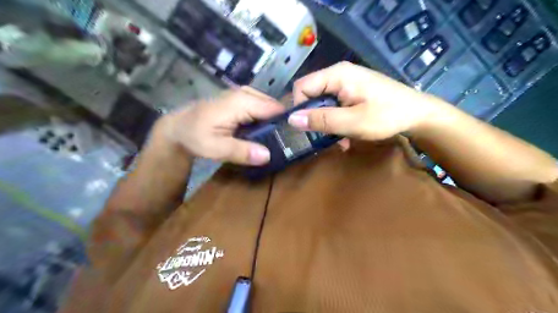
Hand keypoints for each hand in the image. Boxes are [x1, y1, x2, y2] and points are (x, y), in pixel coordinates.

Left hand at [159, 87, 284, 165]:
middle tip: (288, 142)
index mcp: (241, 102)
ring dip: (274, 121)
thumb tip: (268, 156)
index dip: (286, 122)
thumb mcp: (216, 148)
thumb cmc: (195, 136)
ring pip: (269, 106)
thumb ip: (241, 151)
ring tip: (279, 138)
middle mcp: (245, 94)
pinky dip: (266, 118)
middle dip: (282, 122)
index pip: (274, 109)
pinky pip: (261, 107)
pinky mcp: (241, 99)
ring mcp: (243, 94)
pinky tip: (266, 132)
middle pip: (274, 106)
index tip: (295, 138)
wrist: (179, 127)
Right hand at [288, 61, 440, 140]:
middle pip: (311, 94)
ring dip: (326, 122)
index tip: (306, 128)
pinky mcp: (352, 91)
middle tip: (322, 136)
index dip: (299, 108)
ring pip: (322, 102)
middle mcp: (339, 74)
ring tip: (337, 139)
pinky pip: (334, 105)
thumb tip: (291, 120)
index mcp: (337, 75)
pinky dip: (335, 120)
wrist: (418, 114)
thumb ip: (322, 119)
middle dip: (314, 117)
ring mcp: (346, 82)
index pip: (301, 86)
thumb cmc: (387, 116)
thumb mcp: (352, 121)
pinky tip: (345, 135)